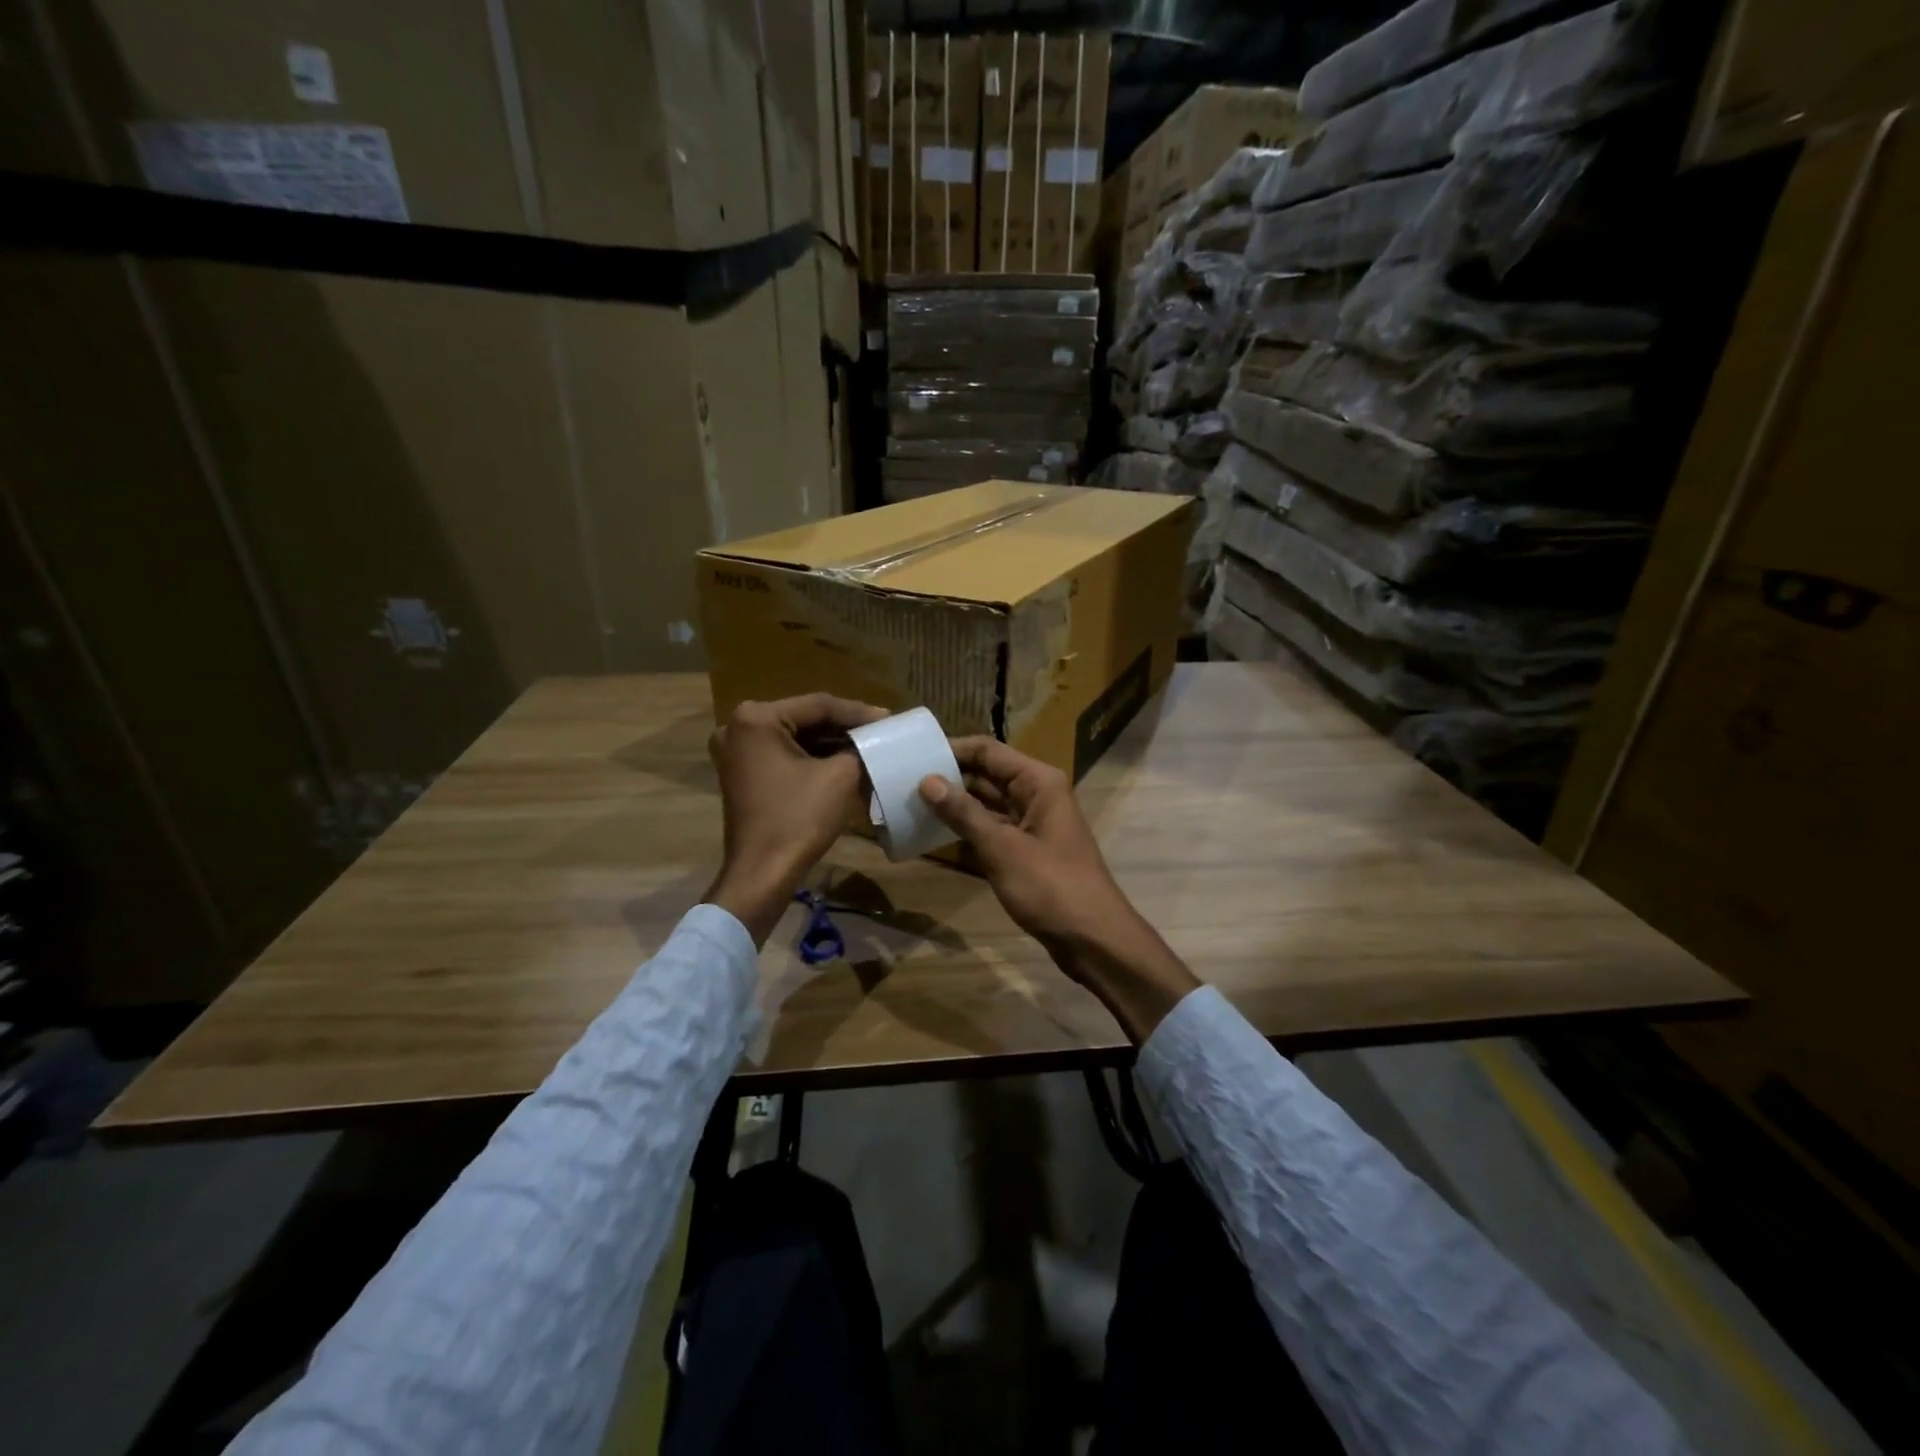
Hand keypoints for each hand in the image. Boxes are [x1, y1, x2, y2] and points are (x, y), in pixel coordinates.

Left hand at [704, 694, 885, 944]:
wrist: (763, 874)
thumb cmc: (799, 819)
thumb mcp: (841, 777)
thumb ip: (860, 749)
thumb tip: (874, 741)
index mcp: (756, 718)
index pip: (818, 705)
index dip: (858, 713)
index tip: (890, 718)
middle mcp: (737, 727)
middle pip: (804, 719)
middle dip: (843, 727)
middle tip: (880, 730)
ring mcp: (735, 752)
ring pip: (795, 738)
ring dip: (830, 743)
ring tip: (867, 745)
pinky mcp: (741, 774)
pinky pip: (783, 755)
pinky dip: (812, 758)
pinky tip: (843, 762)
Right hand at [918, 738, 1199, 1041]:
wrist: (1092, 939)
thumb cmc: (1050, 887)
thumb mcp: (1002, 848)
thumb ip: (964, 813)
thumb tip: (927, 781)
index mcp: (1038, 782)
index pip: (988, 751)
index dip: (951, 750)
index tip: (912, 756)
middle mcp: (1036, 794)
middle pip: (987, 774)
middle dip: (949, 777)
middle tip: (903, 780)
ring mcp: (1033, 823)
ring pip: (987, 803)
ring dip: (955, 804)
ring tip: (911, 803)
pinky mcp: (1027, 850)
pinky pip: (992, 829)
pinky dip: (967, 829)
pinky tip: (935, 833)